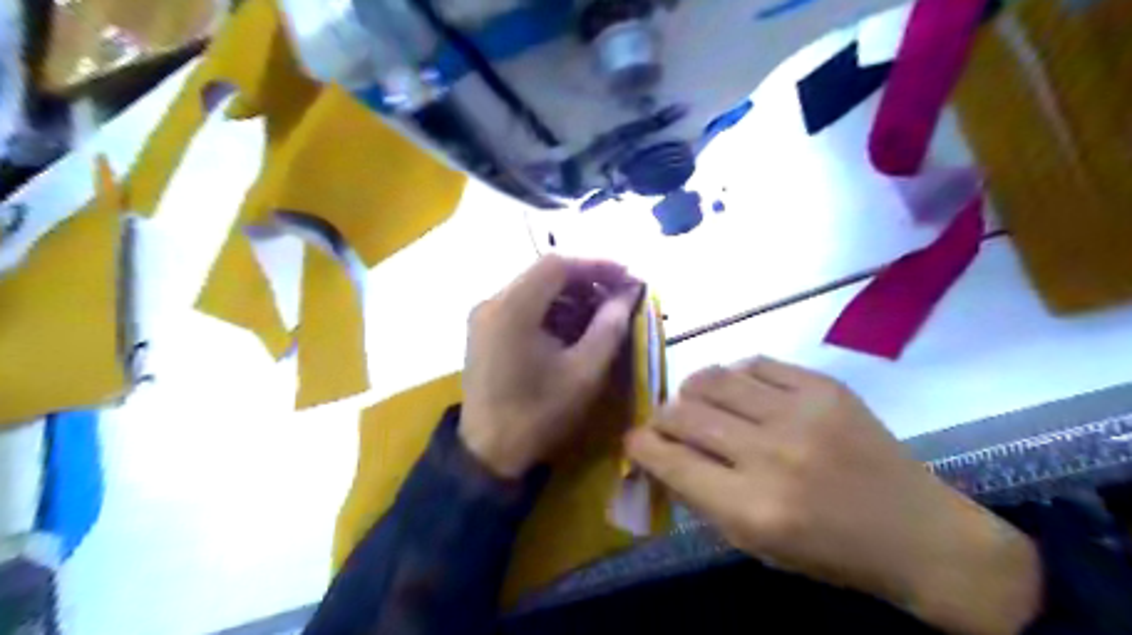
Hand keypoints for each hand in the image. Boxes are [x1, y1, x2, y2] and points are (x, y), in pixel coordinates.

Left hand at [457, 256, 634, 478]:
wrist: (489, 453)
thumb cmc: (538, 413)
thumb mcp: (583, 372)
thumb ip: (609, 328)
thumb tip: (627, 296)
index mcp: (512, 309)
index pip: (557, 266)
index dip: (596, 266)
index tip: (627, 277)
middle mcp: (492, 302)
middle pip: (544, 274)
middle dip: (585, 282)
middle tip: (618, 298)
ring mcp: (484, 316)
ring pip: (534, 289)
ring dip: (570, 296)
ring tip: (601, 314)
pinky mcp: (484, 331)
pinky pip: (523, 307)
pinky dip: (551, 311)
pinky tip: (574, 328)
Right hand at [623, 359, 1035, 631]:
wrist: (917, 532)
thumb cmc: (828, 550)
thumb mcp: (754, 545)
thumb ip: (700, 498)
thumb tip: (659, 456)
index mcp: (751, 508)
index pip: (668, 460)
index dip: (639, 446)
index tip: (634, 441)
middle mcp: (770, 454)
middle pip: (682, 413)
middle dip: (659, 417)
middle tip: (665, 423)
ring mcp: (799, 412)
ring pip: (711, 378)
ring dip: (691, 390)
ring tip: (696, 400)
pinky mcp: (823, 386)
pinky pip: (755, 363)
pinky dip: (735, 375)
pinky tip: (740, 391)